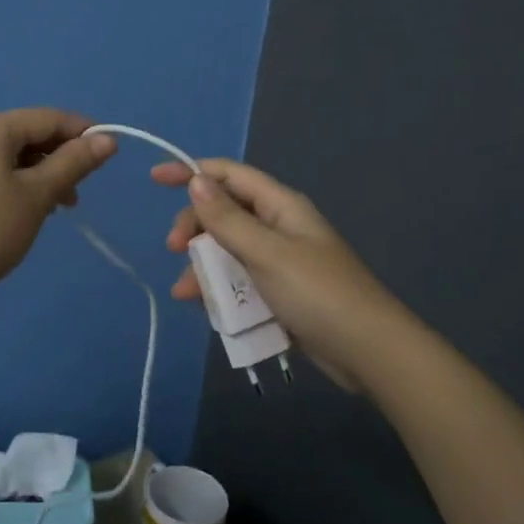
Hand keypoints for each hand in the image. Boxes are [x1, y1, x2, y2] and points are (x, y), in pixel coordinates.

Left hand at [0, 109, 116, 303]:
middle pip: (27, 134)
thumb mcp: (39, 194)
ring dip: (40, 173)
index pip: (47, 118)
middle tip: (81, 189)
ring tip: (59, 206)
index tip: (110, 152)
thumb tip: (108, 140)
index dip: (82, 132)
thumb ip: (74, 162)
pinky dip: (17, 181)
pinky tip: (29, 208)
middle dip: (59, 157)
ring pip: (10, 154)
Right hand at [151, 158, 406, 391]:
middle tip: (174, 249)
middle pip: (224, 213)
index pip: (229, 175)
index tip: (155, 179)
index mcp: (281, 206)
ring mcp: (280, 261)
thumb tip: (196, 181)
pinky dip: (220, 290)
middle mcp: (279, 227)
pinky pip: (239, 281)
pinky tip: (206, 308)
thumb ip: (228, 219)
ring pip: (228, 251)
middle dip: (195, 227)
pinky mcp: (280, 293)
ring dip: (203, 266)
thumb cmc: (318, 294)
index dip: (192, 172)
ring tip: (185, 292)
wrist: (368, 351)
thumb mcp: (266, 253)